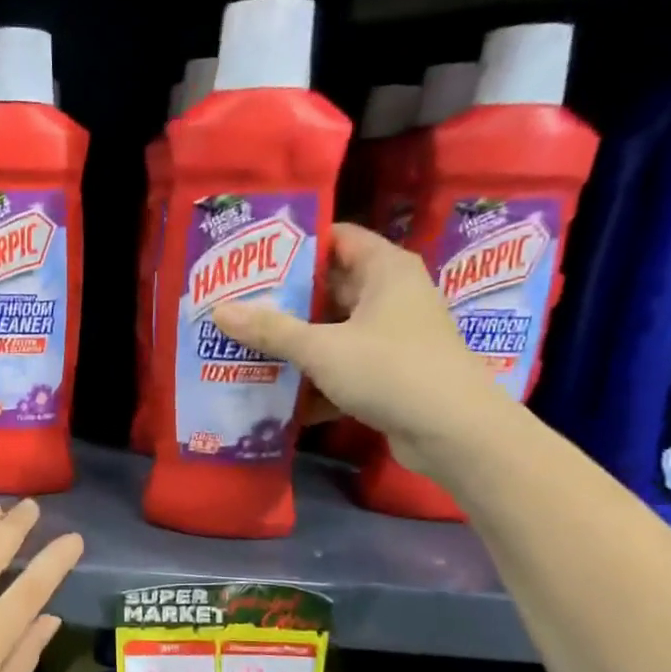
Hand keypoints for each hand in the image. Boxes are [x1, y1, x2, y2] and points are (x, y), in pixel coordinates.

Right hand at [213, 223, 510, 477]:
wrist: (453, 432)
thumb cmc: (390, 370)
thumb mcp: (321, 347)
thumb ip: (269, 329)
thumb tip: (218, 310)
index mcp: (385, 270)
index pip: (337, 239)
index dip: (295, 245)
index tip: (251, 257)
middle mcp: (391, 296)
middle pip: (329, 288)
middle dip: (283, 300)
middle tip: (236, 305)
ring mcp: (392, 337)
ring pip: (333, 331)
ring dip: (294, 343)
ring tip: (244, 347)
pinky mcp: (389, 374)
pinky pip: (342, 367)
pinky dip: (314, 379)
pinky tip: (277, 395)